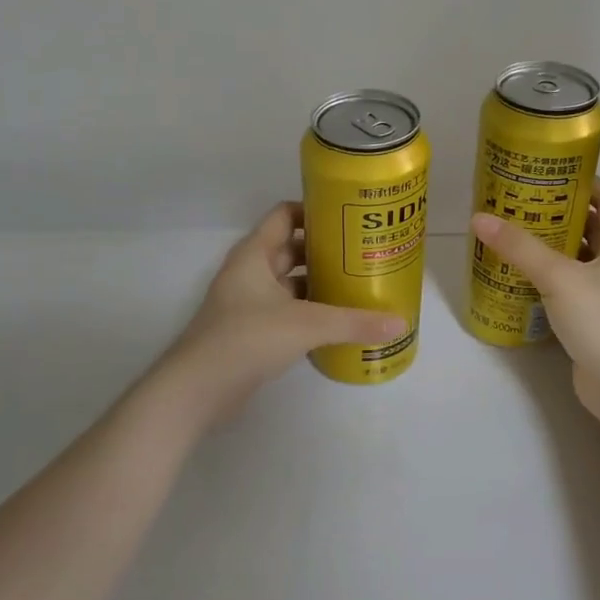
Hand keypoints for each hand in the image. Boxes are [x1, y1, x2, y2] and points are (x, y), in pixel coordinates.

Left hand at [162, 201, 407, 424]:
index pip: (285, 216)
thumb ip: (354, 322)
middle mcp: (249, 272)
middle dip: (324, 251)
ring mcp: (247, 303)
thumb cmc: (247, 339)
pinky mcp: (250, 331)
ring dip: (317, 283)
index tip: (348, 218)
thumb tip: (401, 323)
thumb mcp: (307, 325)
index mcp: (254, 254)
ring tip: (357, 286)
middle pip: (290, 249)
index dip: (314, 211)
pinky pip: (285, 311)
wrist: (198, 388)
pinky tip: (336, 322)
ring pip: (288, 283)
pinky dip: (308, 311)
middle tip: (363, 254)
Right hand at [470, 179, 599, 416]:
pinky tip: (523, 277)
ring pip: (582, 260)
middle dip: (562, 214)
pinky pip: (572, 287)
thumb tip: (479, 218)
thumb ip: (520, 247)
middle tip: (524, 202)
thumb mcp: (558, 277)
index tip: (553, 172)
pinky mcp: (598, 319)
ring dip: (555, 247)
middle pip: (594, 228)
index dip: (586, 182)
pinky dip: (551, 278)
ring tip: (518, 234)